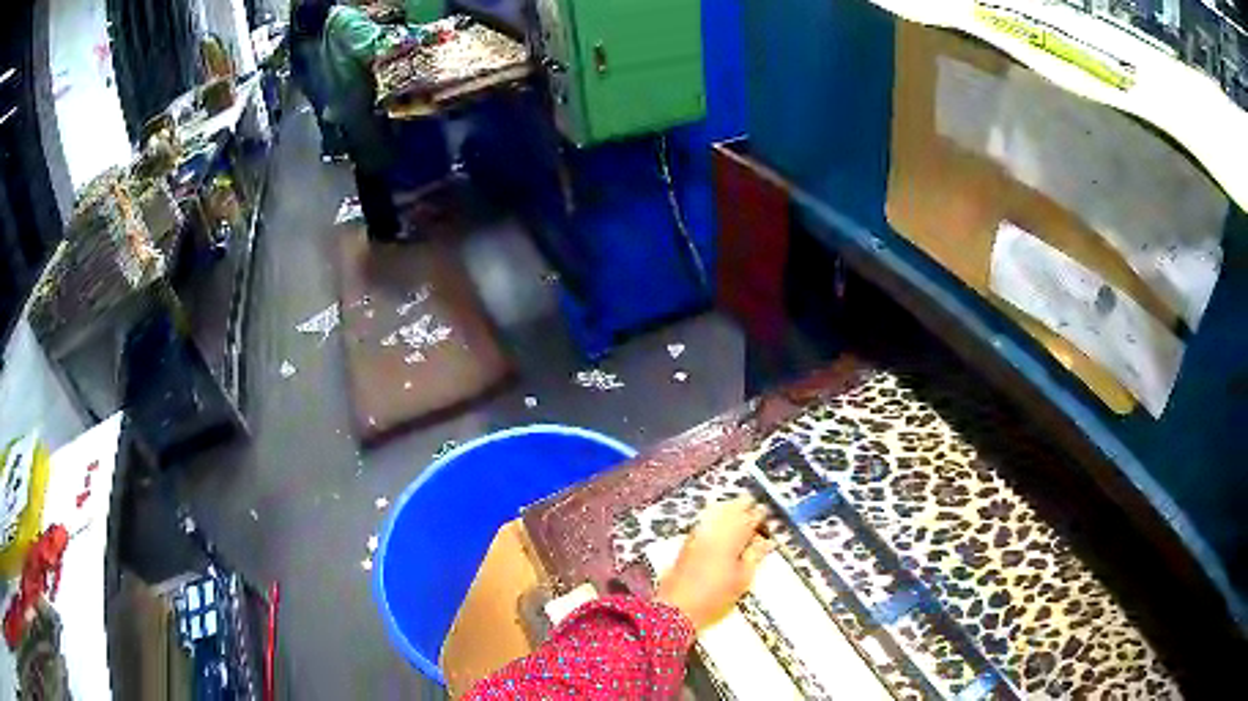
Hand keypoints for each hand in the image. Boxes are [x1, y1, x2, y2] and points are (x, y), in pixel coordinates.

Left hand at [655, 497, 774, 629]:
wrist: (677, 607)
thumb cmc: (715, 597)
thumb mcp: (742, 579)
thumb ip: (755, 556)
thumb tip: (767, 541)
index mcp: (730, 539)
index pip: (749, 518)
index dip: (759, 515)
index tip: (767, 514)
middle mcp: (713, 531)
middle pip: (730, 509)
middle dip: (743, 506)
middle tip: (753, 506)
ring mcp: (697, 534)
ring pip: (715, 512)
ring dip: (728, 508)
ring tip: (738, 510)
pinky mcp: (687, 541)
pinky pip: (704, 520)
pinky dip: (714, 516)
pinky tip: (719, 521)